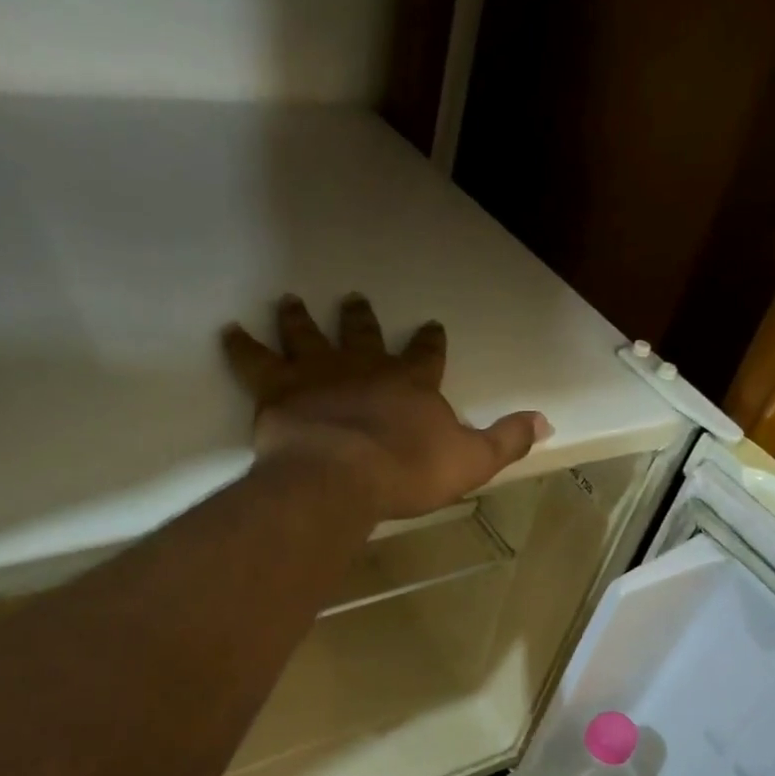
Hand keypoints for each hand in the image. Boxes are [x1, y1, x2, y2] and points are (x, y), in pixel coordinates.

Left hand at [223, 294, 549, 519]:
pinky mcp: (279, 389)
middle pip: (363, 335)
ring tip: (288, 300)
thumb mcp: (471, 461)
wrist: (345, 476)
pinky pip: (254, 360)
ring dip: (299, 318)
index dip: (430, 342)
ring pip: (308, 335)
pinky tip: (228, 330)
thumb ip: (507, 440)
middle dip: (361, 319)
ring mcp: (319, 373)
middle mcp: (364, 366)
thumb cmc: (409, 472)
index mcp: (411, 384)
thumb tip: (546, 422)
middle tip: (354, 299)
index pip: (426, 355)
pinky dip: (240, 345)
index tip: (431, 326)